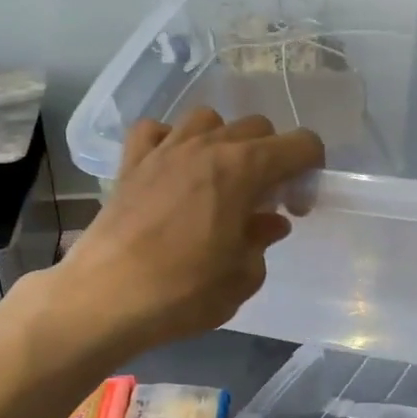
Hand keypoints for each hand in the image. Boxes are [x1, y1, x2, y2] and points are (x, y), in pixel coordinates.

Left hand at [59, 108, 323, 354]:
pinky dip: (170, 140)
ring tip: (218, 178)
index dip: (310, 170)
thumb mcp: (242, 277)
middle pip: (257, 127)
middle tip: (263, 199)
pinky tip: (172, 168)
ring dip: (223, 141)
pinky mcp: (130, 163)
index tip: (296, 205)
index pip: (300, 144)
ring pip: (207, 119)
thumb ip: (262, 241)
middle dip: (271, 157)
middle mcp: (206, 146)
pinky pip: (155, 130)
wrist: (106, 298)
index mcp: (244, 169)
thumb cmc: (184, 292)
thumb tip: (269, 222)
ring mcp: (164, 149)